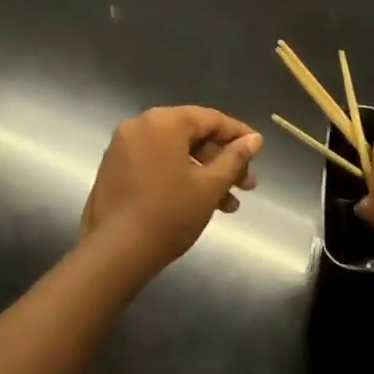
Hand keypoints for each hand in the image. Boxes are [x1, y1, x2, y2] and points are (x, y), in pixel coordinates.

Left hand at [80, 107, 262, 277]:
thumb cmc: (169, 214)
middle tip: (246, 185)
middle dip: (222, 161)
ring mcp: (123, 147)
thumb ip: (235, 158)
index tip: (258, 151)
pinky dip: (179, 177)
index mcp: (163, 121)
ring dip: (203, 174)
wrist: (114, 254)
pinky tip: (199, 203)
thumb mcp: (210, 186)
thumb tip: (254, 139)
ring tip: (228, 205)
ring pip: (175, 153)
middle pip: (192, 135)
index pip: (210, 119)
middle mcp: (140, 125)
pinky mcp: (114, 169)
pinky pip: (156, 163)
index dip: (238, 135)